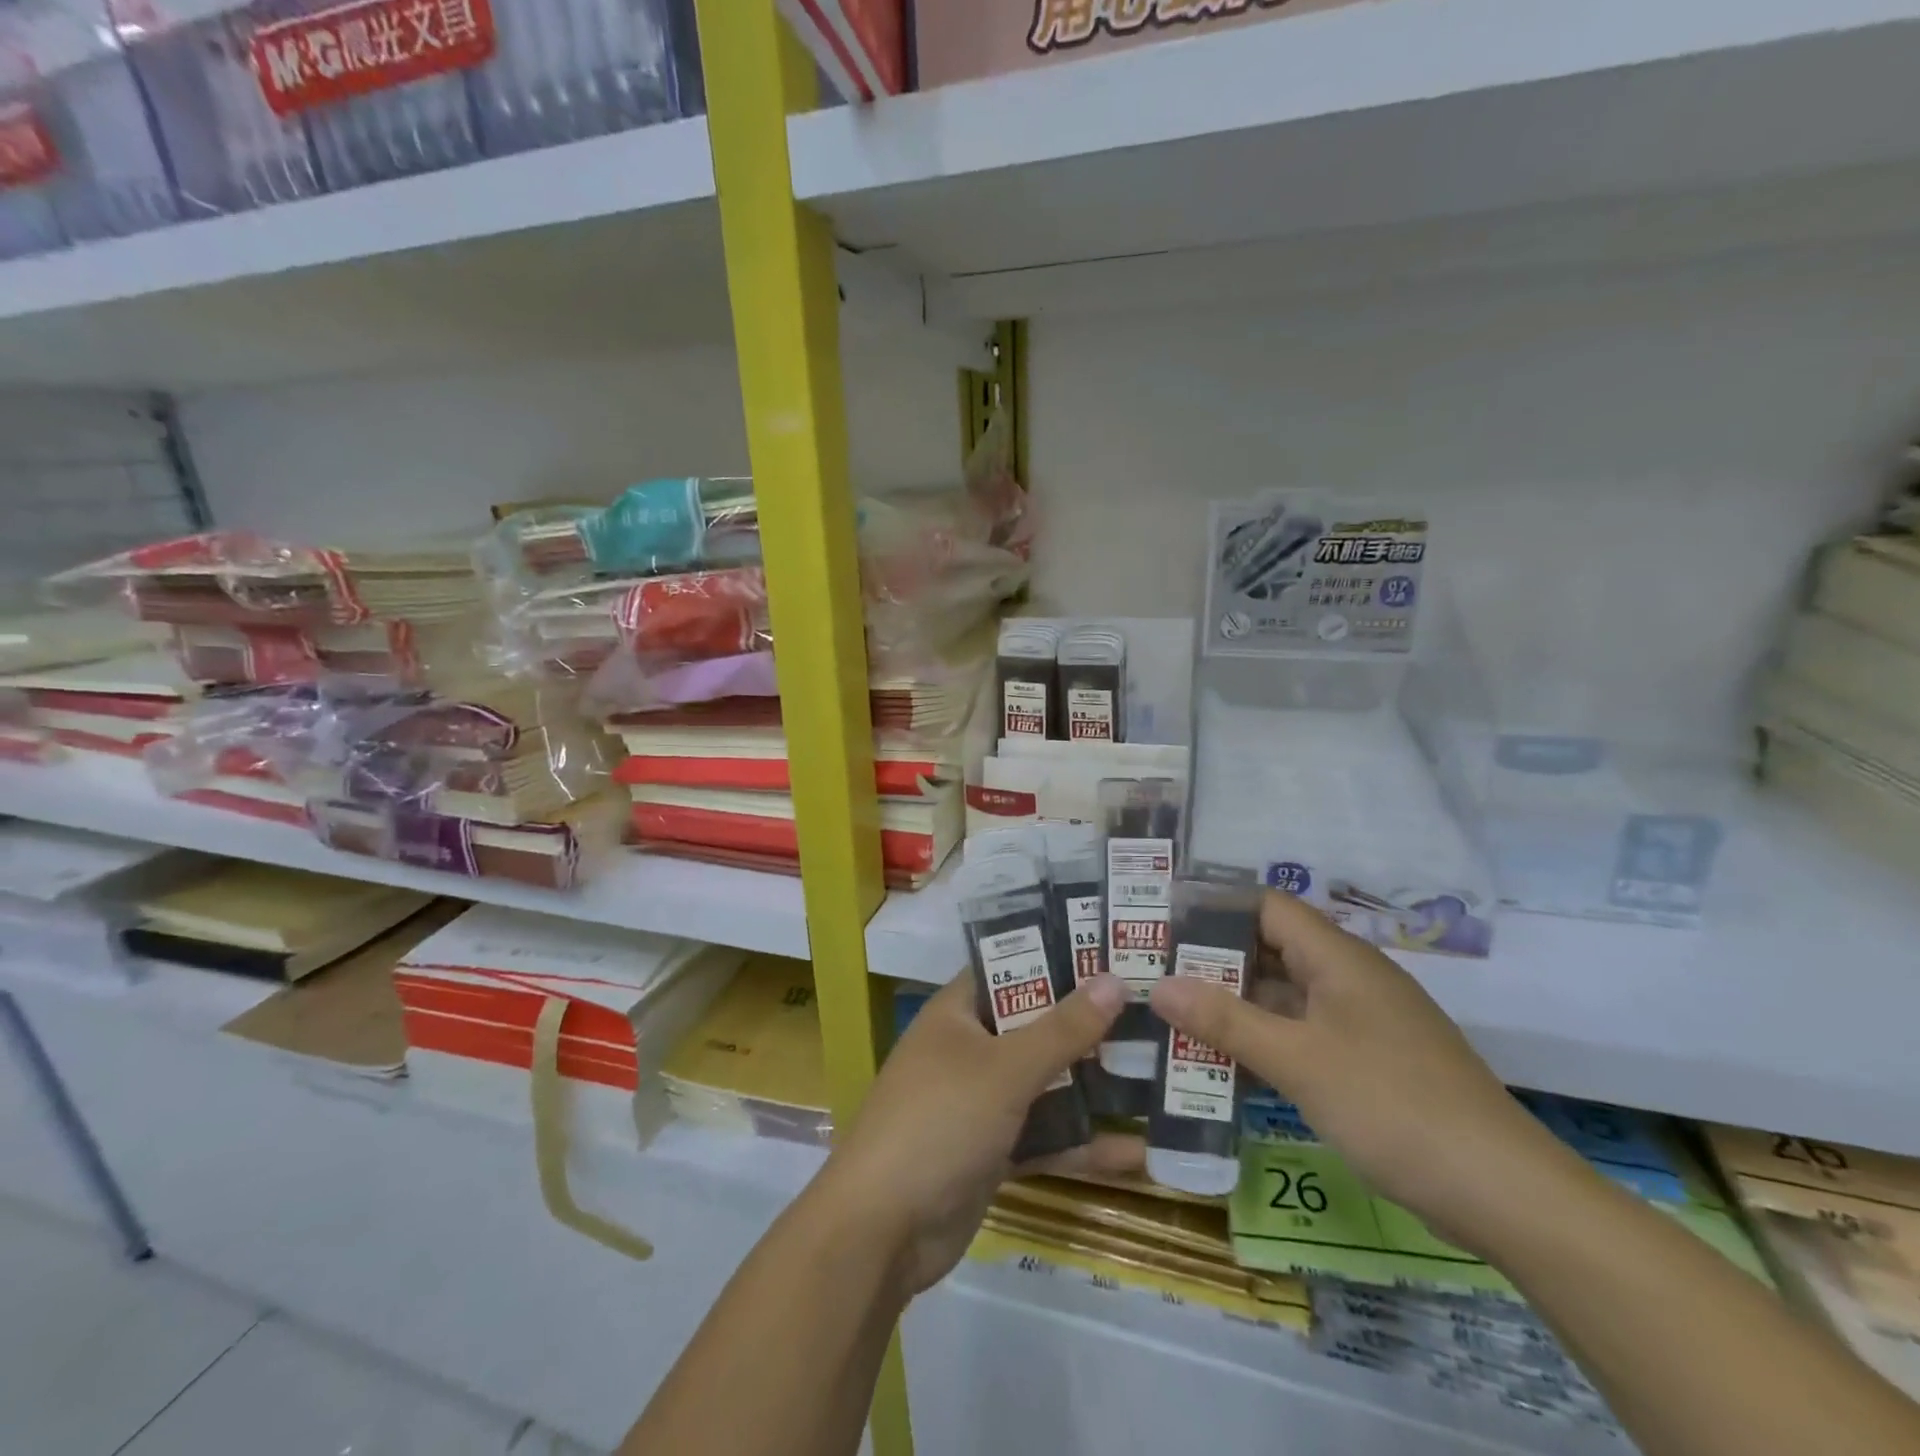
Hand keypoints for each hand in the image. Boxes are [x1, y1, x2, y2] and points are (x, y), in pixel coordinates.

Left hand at [814, 972, 1142, 1297]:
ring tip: (1157, 1073)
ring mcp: (980, 1102)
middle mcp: (969, 1048)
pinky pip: (1044, 1136)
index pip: (1011, 966)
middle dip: (1088, 1023)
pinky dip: (1080, 1143)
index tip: (1113, 950)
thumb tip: (1114, 980)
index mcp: (958, 1012)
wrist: (882, 1231)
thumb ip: (1062, 1028)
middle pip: (1036, 1024)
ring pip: (1045, 1082)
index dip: (1058, 955)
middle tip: (1152, 1009)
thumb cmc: (940, 1122)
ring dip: (1092, 1084)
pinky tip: (1137, 1152)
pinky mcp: (992, 1150)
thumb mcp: (1005, 1069)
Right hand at [1150, 891, 1572, 1251]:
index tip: (1161, 925)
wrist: (1506, 1193)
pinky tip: (1227, 1064)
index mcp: (1338, 958)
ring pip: (1285, 995)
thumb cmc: (1393, 1107)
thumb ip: (1224, 1021)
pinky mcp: (1370, 1060)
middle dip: (1212, 962)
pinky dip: (1264, 1040)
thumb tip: (1157, 986)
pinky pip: (1303, 1033)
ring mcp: (1362, 1021)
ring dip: (1235, 1006)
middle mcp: (1350, 977)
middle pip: (1271, 949)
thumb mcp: (1297, 1061)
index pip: (1265, 906)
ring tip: (1175, 1018)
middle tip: (1154, 975)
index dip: (1214, 908)